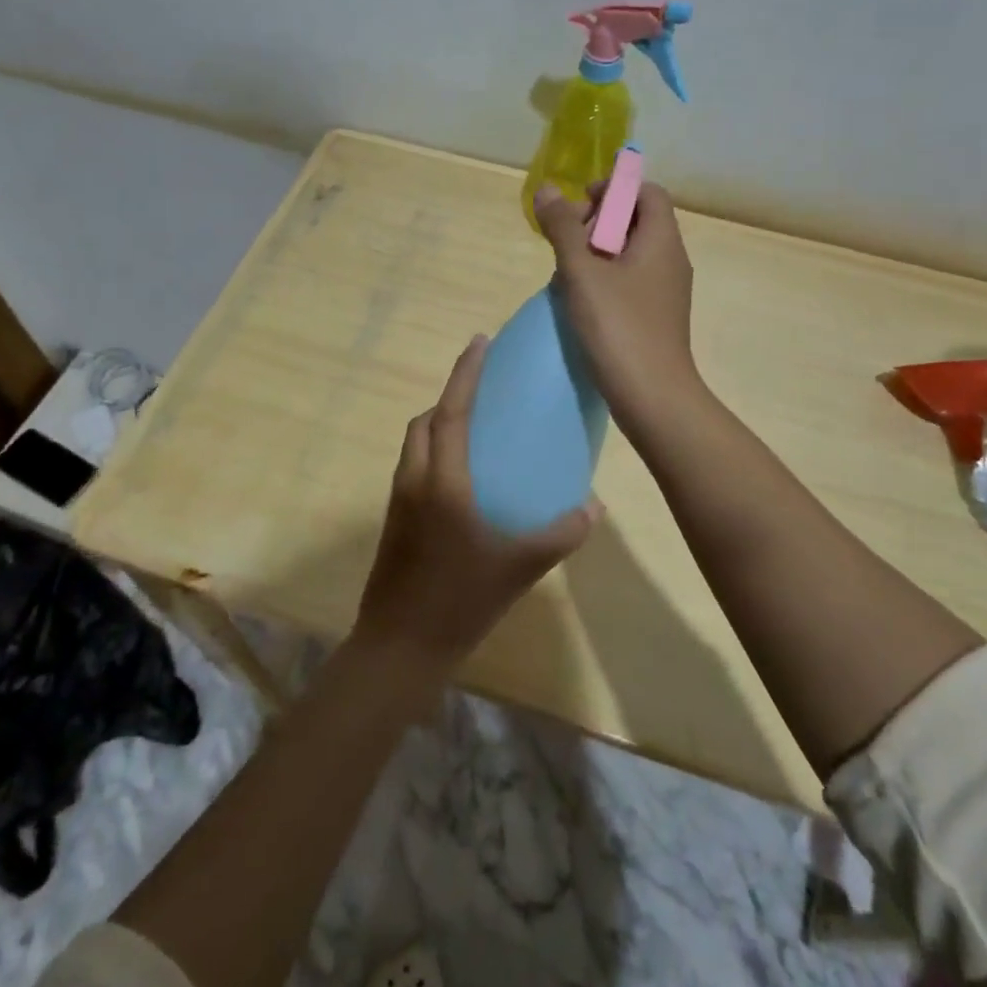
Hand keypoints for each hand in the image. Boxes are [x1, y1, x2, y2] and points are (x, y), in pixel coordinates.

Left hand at [354, 335, 598, 665]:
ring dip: (437, 425)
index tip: (479, 341)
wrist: (401, 645)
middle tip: (481, 391)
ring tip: (473, 430)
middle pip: (425, 422)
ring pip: (414, 445)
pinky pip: (413, 469)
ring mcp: (399, 502)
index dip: (465, 373)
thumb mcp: (519, 567)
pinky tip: (462, 482)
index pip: (451, 412)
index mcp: (442, 481)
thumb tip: (592, 507)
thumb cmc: (460, 600)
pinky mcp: (394, 523)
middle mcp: (415, 481)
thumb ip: (560, 534)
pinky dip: (433, 454)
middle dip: (449, 397)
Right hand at [533, 182, 700, 425]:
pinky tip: (581, 303)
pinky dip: (606, 280)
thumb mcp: (582, 272)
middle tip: (566, 242)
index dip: (613, 189)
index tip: (578, 206)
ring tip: (566, 274)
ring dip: (597, 253)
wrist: (652, 396)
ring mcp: (666, 291)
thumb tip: (547, 189)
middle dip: (598, 222)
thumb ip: (562, 229)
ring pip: (631, 254)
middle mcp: (671, 260)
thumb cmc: (618, 327)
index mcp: (662, 240)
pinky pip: (631, 282)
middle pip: (637, 221)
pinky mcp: (656, 317)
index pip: (646, 192)